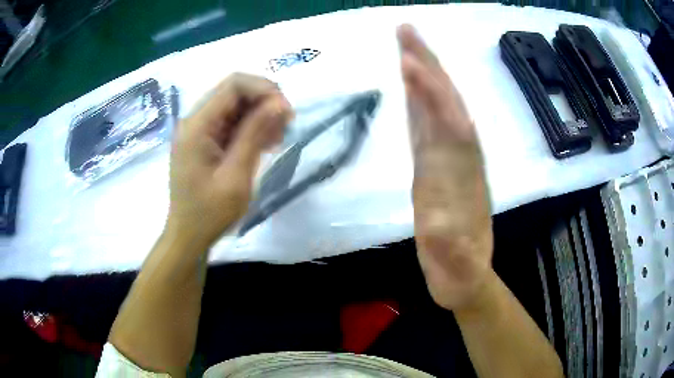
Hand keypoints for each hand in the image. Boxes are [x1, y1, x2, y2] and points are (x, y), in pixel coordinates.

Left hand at [166, 73, 292, 247]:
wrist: (188, 235)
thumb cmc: (210, 213)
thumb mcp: (236, 175)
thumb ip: (255, 134)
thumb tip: (280, 103)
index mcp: (197, 125)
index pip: (234, 85)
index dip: (264, 89)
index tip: (286, 112)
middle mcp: (195, 120)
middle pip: (234, 92)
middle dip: (264, 102)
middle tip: (285, 126)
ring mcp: (198, 130)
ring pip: (235, 106)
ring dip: (260, 115)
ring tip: (276, 139)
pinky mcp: (204, 140)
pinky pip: (230, 122)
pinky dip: (250, 128)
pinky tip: (264, 144)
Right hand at [398, 25, 493, 310]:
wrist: (468, 279)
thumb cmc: (459, 275)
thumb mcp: (455, 268)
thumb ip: (449, 245)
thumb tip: (440, 221)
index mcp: (460, 181)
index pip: (448, 127)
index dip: (431, 94)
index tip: (408, 61)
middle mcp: (458, 162)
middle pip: (446, 104)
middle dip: (428, 65)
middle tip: (406, 31)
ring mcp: (448, 162)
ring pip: (437, 109)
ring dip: (425, 75)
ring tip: (406, 47)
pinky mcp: (436, 168)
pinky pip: (427, 126)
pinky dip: (419, 101)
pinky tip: (412, 87)